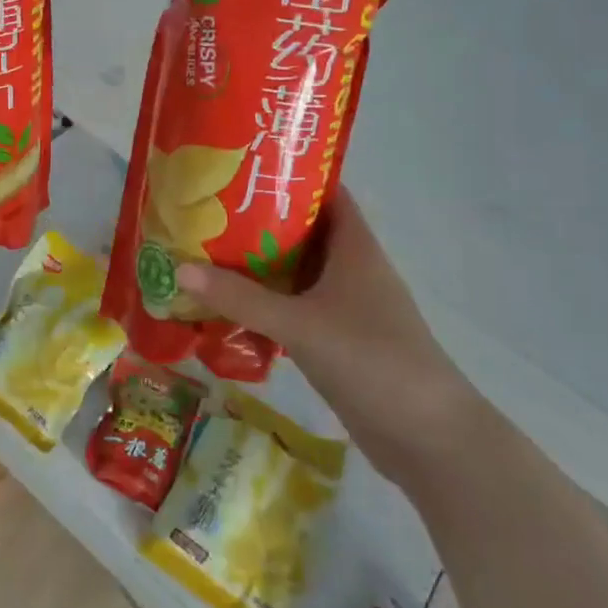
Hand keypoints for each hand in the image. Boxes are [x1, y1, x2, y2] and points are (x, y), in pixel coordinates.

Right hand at [177, 189, 484, 487]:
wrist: (429, 439)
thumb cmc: (371, 360)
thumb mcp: (300, 324)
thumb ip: (240, 298)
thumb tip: (179, 268)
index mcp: (353, 248)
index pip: (325, 193)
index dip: (289, 174)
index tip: (242, 167)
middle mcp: (350, 269)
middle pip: (301, 231)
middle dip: (257, 221)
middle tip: (207, 210)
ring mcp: (346, 307)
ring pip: (295, 273)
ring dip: (257, 266)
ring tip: (204, 252)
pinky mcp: (337, 340)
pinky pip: (294, 309)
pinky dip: (265, 305)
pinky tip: (227, 308)